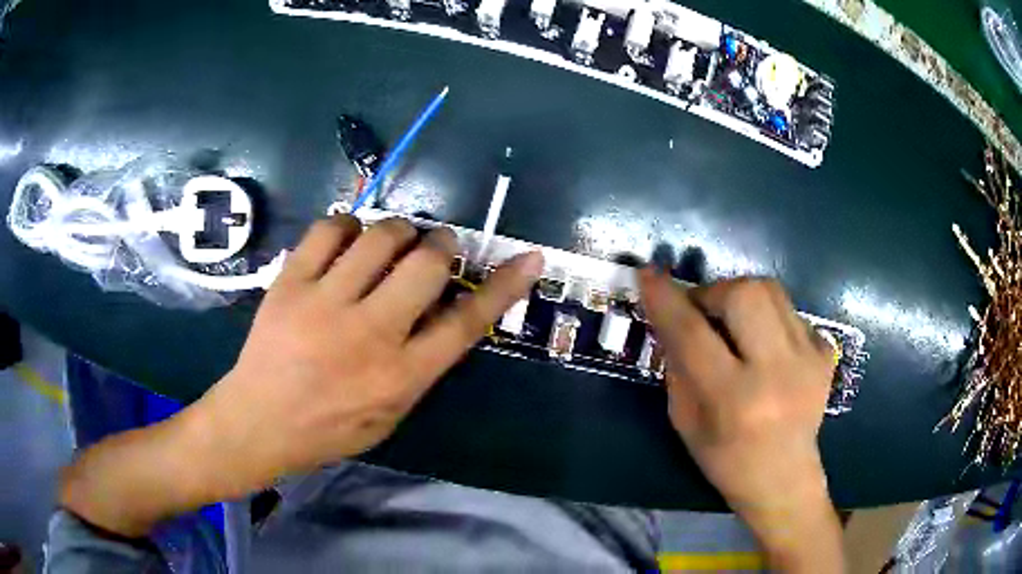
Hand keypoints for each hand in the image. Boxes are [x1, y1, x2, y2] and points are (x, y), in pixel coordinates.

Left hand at [199, 215, 543, 491]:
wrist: (257, 422)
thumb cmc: (329, 429)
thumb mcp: (390, 414)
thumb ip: (422, 364)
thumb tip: (446, 311)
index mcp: (400, 376)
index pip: (466, 322)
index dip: (504, 286)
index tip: (528, 258)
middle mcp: (369, 334)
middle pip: (427, 264)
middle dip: (442, 245)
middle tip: (436, 247)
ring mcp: (325, 303)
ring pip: (381, 237)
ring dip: (399, 232)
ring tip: (393, 243)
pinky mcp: (290, 283)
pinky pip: (330, 229)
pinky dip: (348, 226)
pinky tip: (348, 240)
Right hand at [639, 271, 843, 572]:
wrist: (785, 480)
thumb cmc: (727, 460)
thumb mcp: (685, 422)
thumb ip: (677, 366)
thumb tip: (671, 317)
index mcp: (733, 399)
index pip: (692, 333)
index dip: (666, 298)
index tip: (648, 274)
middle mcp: (776, 372)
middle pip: (744, 293)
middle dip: (714, 290)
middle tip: (703, 311)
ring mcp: (809, 360)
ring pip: (772, 291)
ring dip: (742, 297)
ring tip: (734, 323)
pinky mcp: (825, 355)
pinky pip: (791, 312)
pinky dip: (770, 318)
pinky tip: (766, 346)